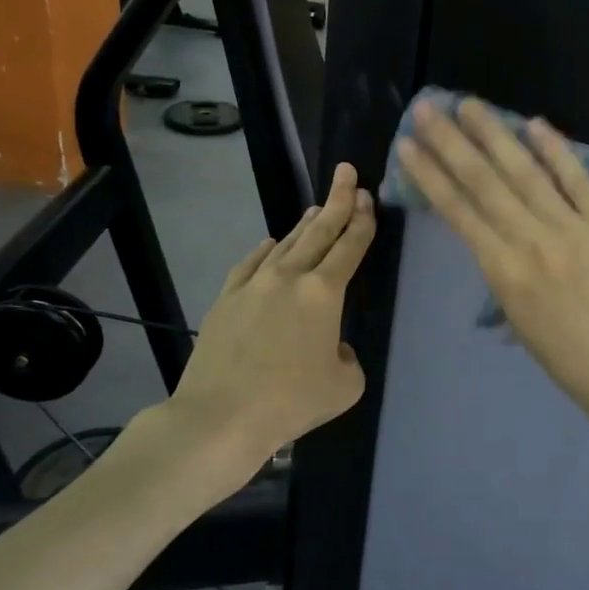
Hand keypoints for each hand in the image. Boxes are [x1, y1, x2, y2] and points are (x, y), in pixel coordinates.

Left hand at [113, 163, 375, 500]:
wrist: (220, 416)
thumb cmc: (291, 402)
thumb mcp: (344, 385)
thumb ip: (347, 357)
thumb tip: (331, 347)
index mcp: (325, 293)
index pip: (350, 246)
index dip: (362, 220)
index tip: (367, 196)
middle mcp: (291, 277)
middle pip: (320, 231)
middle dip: (338, 200)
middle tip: (347, 174)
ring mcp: (254, 284)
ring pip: (286, 244)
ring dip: (305, 224)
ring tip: (317, 208)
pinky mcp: (227, 298)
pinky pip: (251, 264)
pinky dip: (266, 250)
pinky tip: (271, 243)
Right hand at [397, 98, 588, 423]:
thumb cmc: (562, 353)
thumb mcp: (515, 312)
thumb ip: (501, 264)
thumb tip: (491, 223)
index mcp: (502, 271)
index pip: (458, 211)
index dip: (430, 175)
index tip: (408, 146)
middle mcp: (531, 242)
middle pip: (484, 182)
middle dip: (452, 142)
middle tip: (429, 108)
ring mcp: (573, 229)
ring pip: (526, 173)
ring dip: (495, 135)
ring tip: (471, 105)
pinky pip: (578, 181)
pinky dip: (556, 151)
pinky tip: (534, 124)